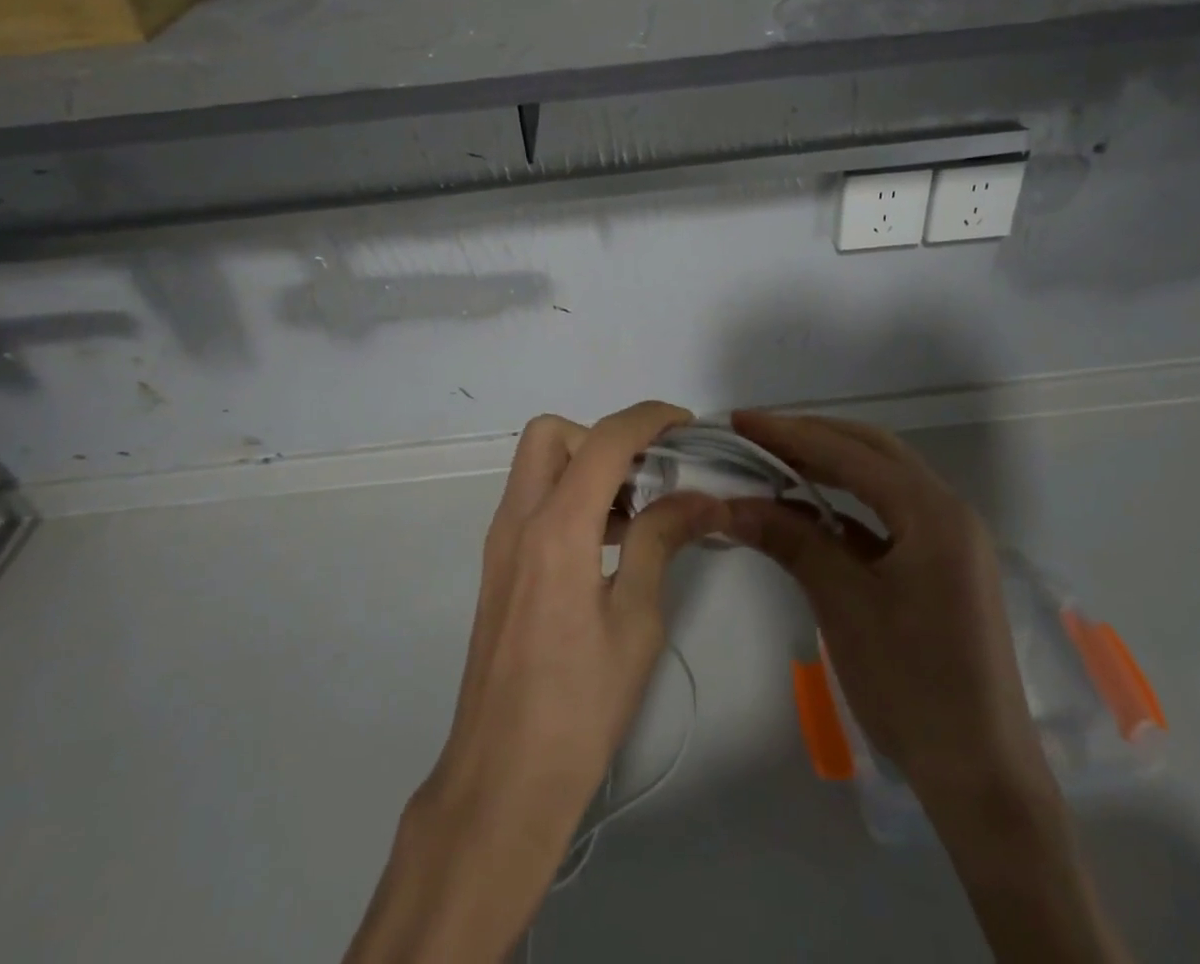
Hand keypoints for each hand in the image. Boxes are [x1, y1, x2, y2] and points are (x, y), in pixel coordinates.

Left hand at [346, 402, 721, 963]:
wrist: (503, 779)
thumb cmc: (580, 707)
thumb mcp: (636, 621)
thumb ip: (661, 541)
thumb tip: (700, 496)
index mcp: (556, 529)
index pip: (604, 440)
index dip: (648, 419)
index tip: (686, 425)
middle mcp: (518, 520)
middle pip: (552, 435)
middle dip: (603, 437)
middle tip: (647, 475)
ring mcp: (501, 542)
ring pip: (538, 465)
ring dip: (586, 467)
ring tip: (636, 514)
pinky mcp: (498, 566)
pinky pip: (532, 500)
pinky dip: (569, 496)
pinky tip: (607, 544)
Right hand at [724, 411, 1130, 963]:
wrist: (981, 778)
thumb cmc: (912, 685)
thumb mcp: (843, 604)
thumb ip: (790, 540)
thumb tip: (730, 503)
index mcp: (932, 512)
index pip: (849, 452)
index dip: (790, 433)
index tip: (740, 420)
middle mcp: (948, 511)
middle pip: (872, 451)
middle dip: (812, 437)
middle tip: (756, 434)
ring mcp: (950, 538)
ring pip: (882, 479)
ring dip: (830, 465)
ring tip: (776, 461)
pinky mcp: (942, 564)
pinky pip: (888, 514)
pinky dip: (846, 503)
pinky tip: (810, 509)